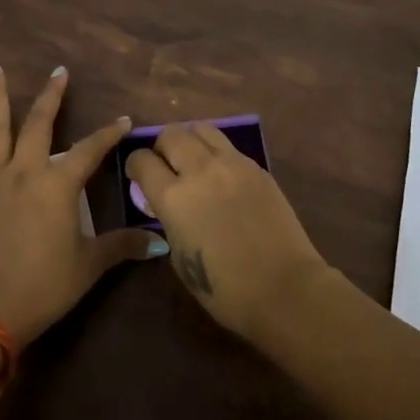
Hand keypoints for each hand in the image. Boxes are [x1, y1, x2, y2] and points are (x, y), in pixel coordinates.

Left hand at [0, 63, 156, 346]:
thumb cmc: (46, 286)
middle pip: (39, 126)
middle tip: (59, 71)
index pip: (90, 150)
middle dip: (52, 97)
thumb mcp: (90, 265)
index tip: (124, 120)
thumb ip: (123, 246)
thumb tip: (160, 243)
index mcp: (58, 186)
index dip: (109, 134)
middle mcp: (25, 173)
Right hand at [125, 123, 328, 339]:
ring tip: (194, 161)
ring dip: (190, 141)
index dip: (135, 165)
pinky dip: (217, 153)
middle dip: (162, 147)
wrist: (284, 288)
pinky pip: (229, 147)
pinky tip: (222, 175)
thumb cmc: (225, 290)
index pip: (142, 161)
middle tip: (166, 166)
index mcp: (174, 198)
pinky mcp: (258, 168)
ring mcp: (233, 165)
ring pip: (202, 129)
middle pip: (171, 134)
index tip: (138, 176)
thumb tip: (168, 206)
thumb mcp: (180, 258)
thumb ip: (169, 222)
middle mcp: (201, 171)